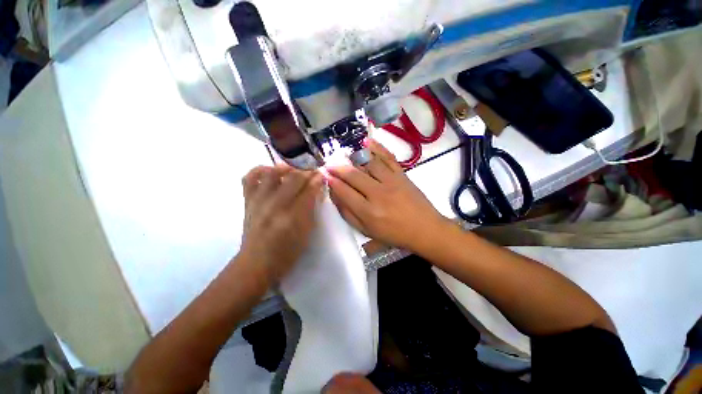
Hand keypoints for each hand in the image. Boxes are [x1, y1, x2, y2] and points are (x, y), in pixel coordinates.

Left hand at [239, 165, 323, 283]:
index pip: (309, 190)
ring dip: (287, 168)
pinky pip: (250, 178)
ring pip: (273, 173)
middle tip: (313, 172)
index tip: (322, 176)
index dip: (317, 180)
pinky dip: (260, 170)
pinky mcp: (247, 201)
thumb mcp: (306, 233)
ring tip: (294, 171)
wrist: (257, 263)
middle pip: (294, 178)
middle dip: (307, 172)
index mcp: (293, 216)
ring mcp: (259, 201)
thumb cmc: (286, 252)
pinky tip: (270, 173)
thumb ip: (312, 210)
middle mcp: (275, 205)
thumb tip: (316, 190)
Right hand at [327, 139, 448, 252]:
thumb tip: (336, 196)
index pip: (344, 192)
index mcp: (368, 212)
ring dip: (353, 158)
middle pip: (353, 175)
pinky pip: (388, 157)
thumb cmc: (394, 233)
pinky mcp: (402, 174)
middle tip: (329, 164)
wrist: (424, 229)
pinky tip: (366, 142)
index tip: (324, 175)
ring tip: (343, 156)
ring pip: (368, 164)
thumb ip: (349, 214)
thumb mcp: (367, 231)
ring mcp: (391, 181)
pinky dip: (377, 147)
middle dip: (338, 168)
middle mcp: (378, 194)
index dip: (332, 182)